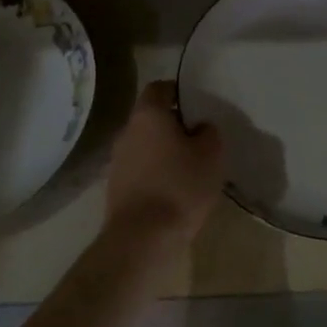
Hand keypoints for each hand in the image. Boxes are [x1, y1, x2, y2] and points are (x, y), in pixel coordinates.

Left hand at [104, 81, 224, 244]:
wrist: (142, 238)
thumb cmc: (180, 186)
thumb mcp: (211, 155)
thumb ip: (208, 132)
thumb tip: (199, 127)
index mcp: (148, 115)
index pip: (159, 88)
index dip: (177, 91)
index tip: (196, 104)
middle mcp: (127, 131)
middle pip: (150, 118)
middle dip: (172, 125)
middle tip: (197, 138)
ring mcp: (117, 161)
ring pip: (144, 145)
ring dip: (162, 151)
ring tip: (188, 167)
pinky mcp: (115, 188)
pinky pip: (139, 169)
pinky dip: (154, 173)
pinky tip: (173, 190)